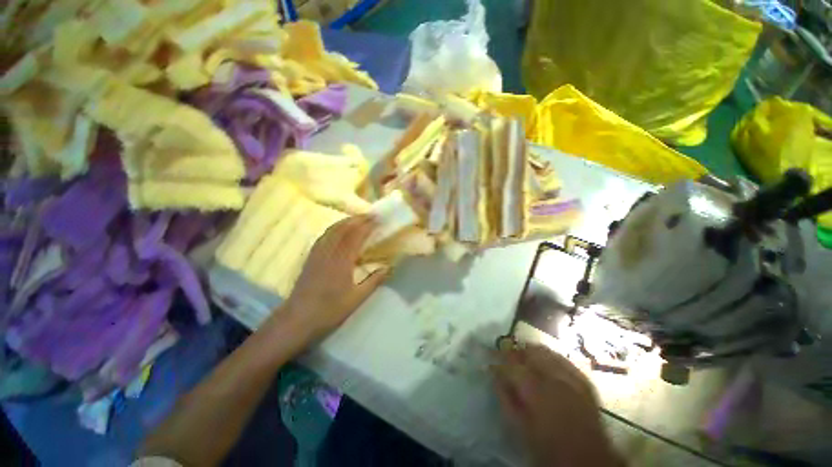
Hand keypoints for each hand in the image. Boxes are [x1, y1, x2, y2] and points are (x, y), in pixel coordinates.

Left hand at [279, 215, 389, 341]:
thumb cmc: (329, 310)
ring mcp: (317, 253)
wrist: (298, 319)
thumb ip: (374, 281)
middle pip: (343, 228)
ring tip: (358, 219)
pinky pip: (324, 236)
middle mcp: (329, 252)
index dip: (367, 225)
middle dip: (358, 219)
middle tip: (371, 215)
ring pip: (332, 230)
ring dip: (346, 221)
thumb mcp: (356, 298)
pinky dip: (334, 228)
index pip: (355, 236)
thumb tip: (388, 267)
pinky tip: (339, 230)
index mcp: (341, 261)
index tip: (378, 218)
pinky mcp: (311, 257)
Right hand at [492, 345, 621, 466]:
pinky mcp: (584, 380)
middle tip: (505, 358)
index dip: (496, 359)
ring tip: (523, 359)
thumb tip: (495, 376)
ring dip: (531, 352)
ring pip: (546, 351)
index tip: (488, 359)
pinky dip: (549, 357)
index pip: (511, 365)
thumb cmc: (549, 449)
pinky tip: (544, 365)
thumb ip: (505, 400)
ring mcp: (572, 377)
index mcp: (537, 392)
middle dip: (514, 351)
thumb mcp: (521, 429)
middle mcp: (555, 378)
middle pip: (529, 351)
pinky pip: (562, 358)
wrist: (589, 461)